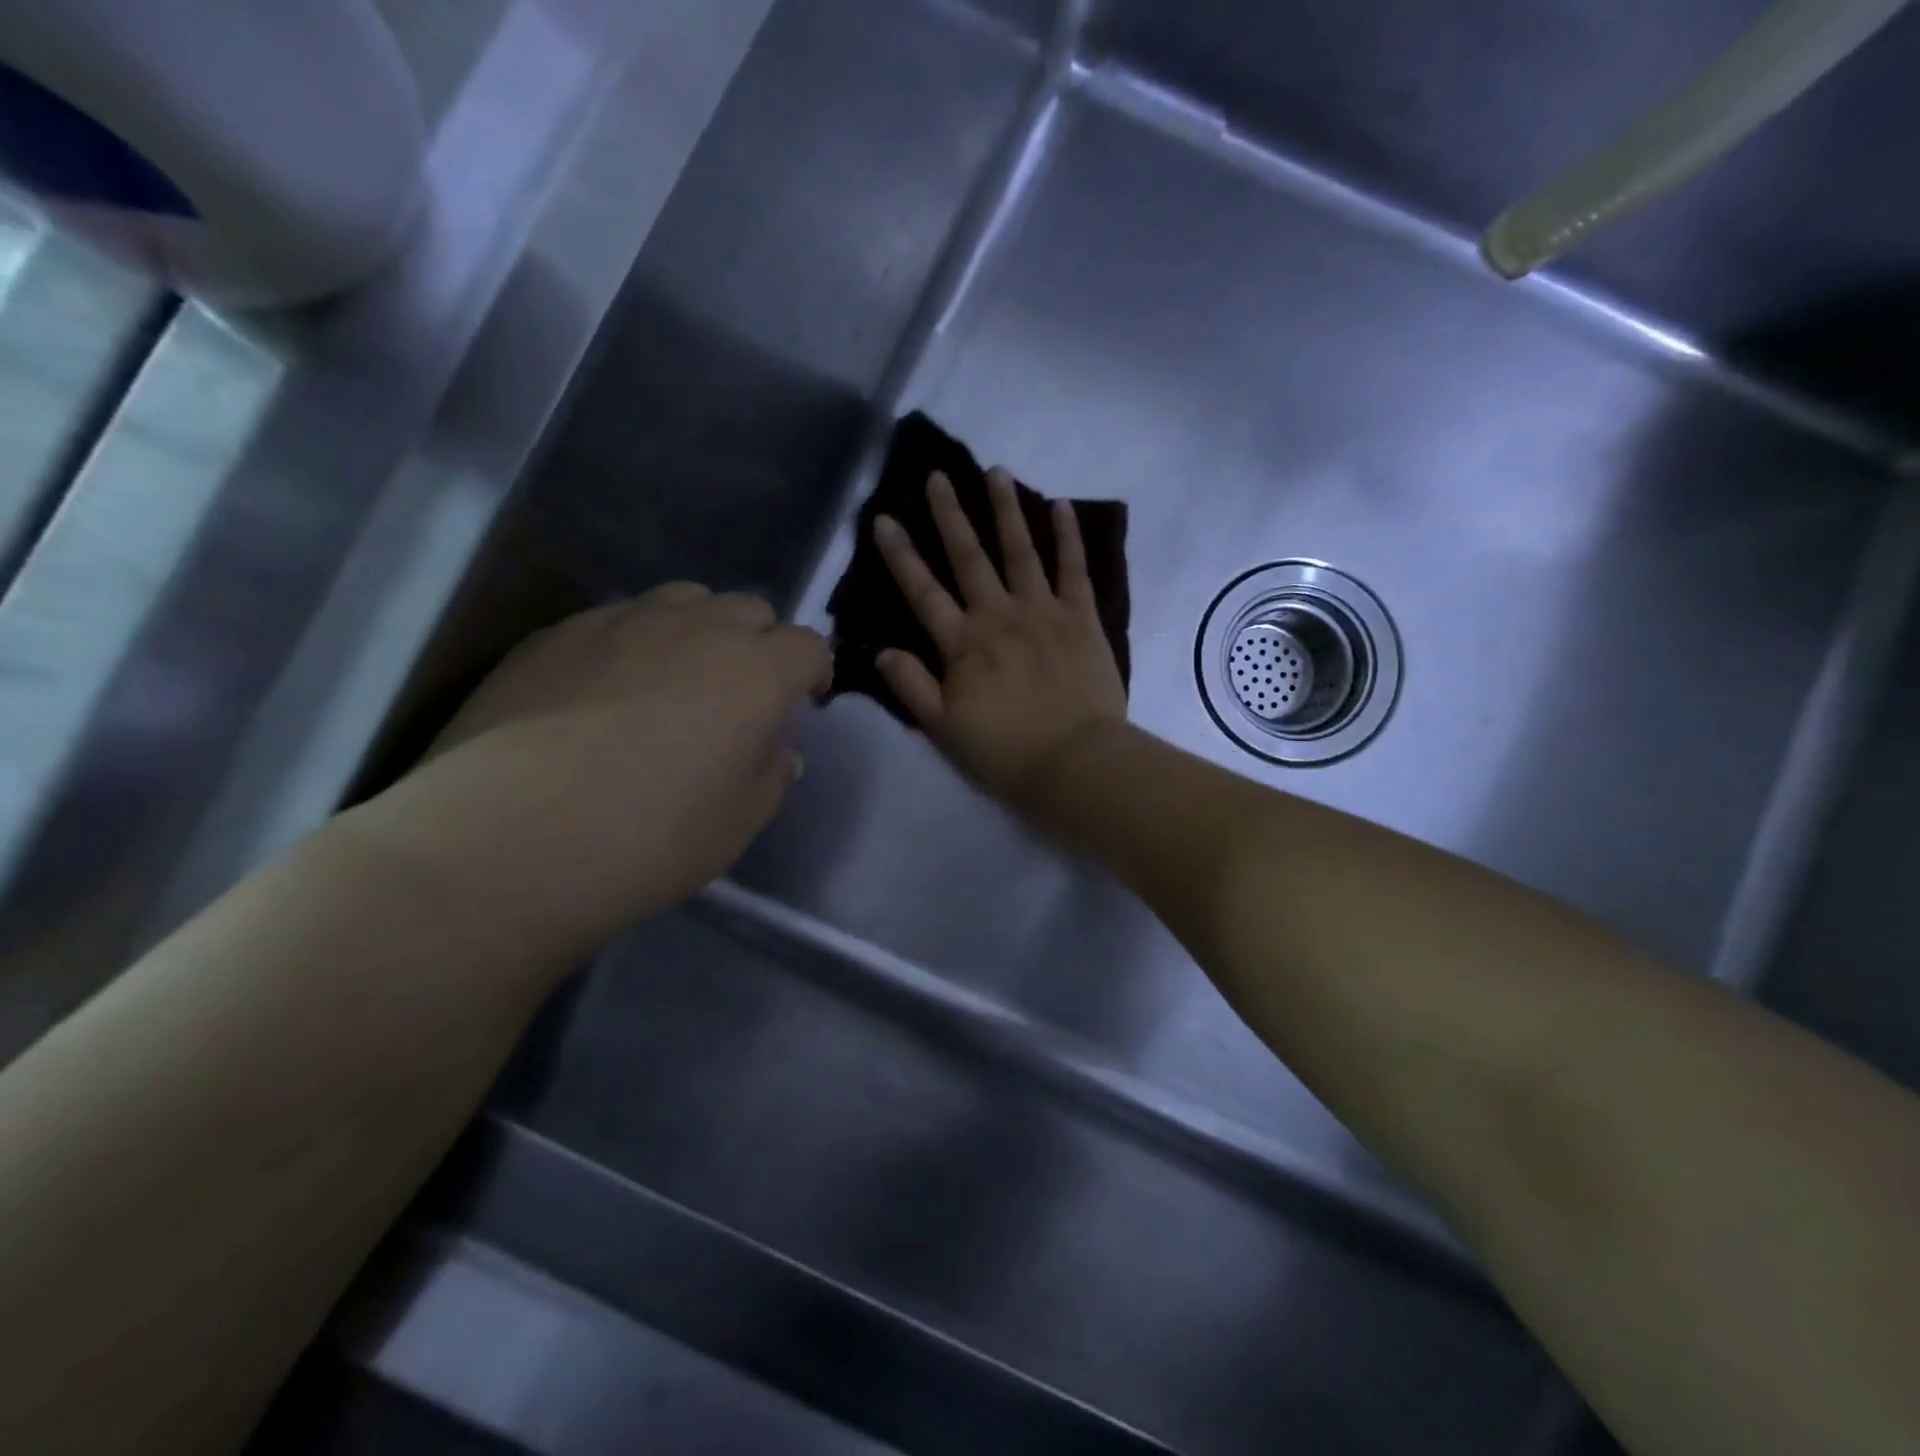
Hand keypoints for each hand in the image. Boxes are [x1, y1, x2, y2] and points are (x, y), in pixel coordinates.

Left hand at [347, 583, 829, 956]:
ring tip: (676, 677)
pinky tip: (604, 690)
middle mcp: (697, 628)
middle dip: (760, 642)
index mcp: (756, 671)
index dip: (812, 672)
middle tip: (740, 693)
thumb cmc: (652, 838)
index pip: (808, 646)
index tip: (802, 702)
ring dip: (699, 629)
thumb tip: (776, 750)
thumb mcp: (740, 822)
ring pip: (683, 599)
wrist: (511, 841)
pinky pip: (616, 619)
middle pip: (750, 609)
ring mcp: (621, 622)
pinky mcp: (556, 633)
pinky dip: (633, 641)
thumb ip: (771, 775)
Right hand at [874, 468, 1127, 804]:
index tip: (884, 518)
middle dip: (950, 515)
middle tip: (938, 476)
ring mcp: (1043, 611)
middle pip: (969, 558)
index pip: (923, 591)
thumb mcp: (944, 729)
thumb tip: (882, 650)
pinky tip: (1061, 507)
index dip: (901, 555)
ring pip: (1021, 551)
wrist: (1075, 762)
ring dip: (1006, 510)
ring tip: (996, 472)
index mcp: (963, 644)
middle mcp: (999, 616)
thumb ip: (912, 686)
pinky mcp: (1081, 618)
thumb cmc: (1005, 752)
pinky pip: (1074, 569)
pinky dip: (1068, 537)